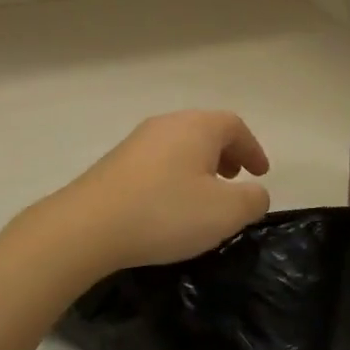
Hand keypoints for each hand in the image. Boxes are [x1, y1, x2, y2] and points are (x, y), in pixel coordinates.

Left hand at [47, 111, 271, 272]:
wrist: (88, 226)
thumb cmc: (165, 212)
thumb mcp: (225, 213)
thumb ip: (252, 200)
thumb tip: (255, 193)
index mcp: (196, 127)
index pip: (234, 126)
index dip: (252, 148)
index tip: (261, 174)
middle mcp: (166, 124)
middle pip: (205, 130)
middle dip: (226, 154)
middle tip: (235, 180)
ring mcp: (137, 141)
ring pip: (180, 145)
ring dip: (200, 165)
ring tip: (205, 195)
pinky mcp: (116, 162)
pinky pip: (158, 160)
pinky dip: (175, 174)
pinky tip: (170, 205)